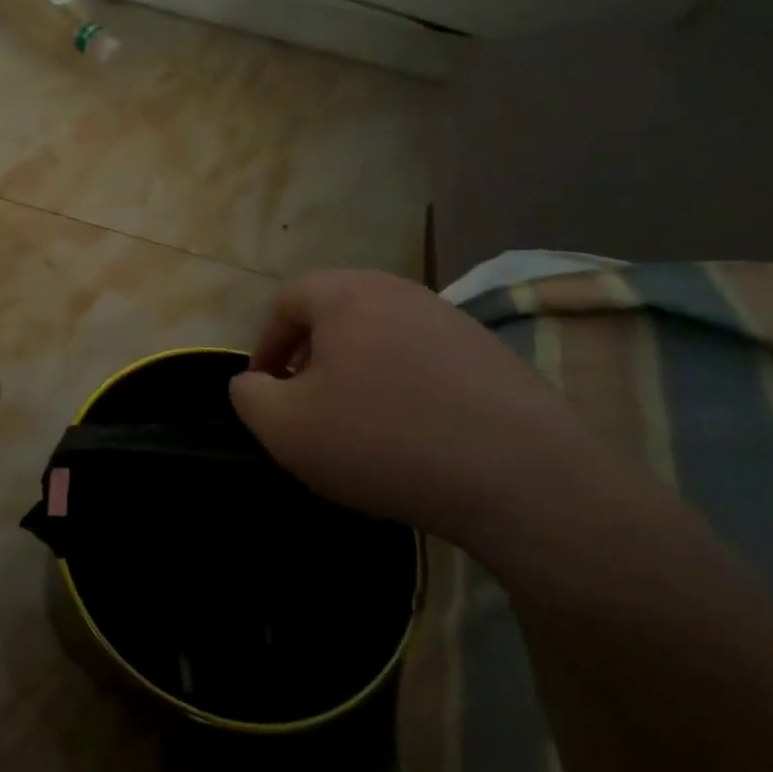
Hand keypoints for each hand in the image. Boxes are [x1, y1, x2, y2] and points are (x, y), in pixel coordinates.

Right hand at [229, 270, 612, 558]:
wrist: (523, 479)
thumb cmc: (382, 441)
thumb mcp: (286, 428)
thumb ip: (249, 396)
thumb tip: (253, 381)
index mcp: (348, 295)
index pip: (287, 301)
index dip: (265, 344)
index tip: (265, 390)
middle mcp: (401, 293)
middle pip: (335, 313)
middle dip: (310, 356)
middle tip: (305, 404)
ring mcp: (453, 321)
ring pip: (381, 336)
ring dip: (355, 371)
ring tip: (357, 422)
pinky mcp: (492, 355)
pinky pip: (424, 360)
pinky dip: (402, 386)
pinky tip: (411, 433)